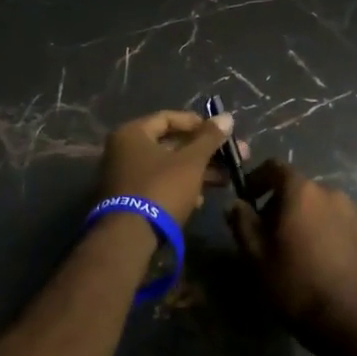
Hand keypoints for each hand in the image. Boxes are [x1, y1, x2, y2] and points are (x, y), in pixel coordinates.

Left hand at [97, 109, 246, 226]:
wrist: (130, 238)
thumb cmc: (161, 189)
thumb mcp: (191, 162)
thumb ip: (209, 138)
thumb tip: (227, 117)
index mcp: (132, 133)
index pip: (168, 118)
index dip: (198, 123)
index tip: (221, 132)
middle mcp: (124, 150)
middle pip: (170, 144)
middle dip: (203, 151)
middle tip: (232, 157)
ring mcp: (125, 176)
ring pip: (167, 166)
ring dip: (197, 171)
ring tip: (225, 180)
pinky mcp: (130, 199)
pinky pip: (159, 184)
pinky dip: (180, 187)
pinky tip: (201, 199)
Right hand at [226, 161, 356, 348]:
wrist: (352, 321)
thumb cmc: (296, 284)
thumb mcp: (256, 256)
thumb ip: (242, 223)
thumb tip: (236, 204)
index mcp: (302, 192)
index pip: (275, 167)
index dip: (256, 179)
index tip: (246, 199)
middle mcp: (331, 193)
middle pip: (297, 187)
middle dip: (278, 203)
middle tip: (264, 232)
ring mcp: (353, 213)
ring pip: (317, 205)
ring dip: (300, 217)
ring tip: (290, 249)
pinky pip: (335, 222)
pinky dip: (320, 230)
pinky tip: (314, 260)